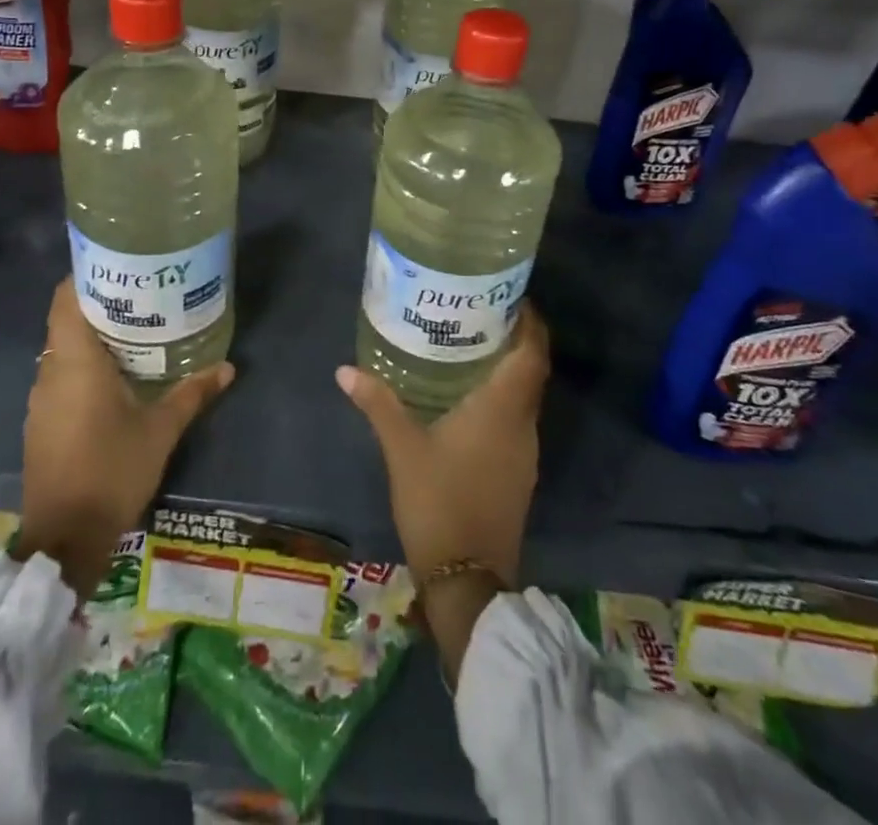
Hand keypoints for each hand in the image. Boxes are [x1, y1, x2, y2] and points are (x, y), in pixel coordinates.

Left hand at [17, 277, 234, 594]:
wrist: (65, 539)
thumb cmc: (112, 471)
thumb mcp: (160, 430)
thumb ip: (192, 393)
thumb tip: (227, 366)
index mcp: (74, 361)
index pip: (65, 298)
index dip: (86, 275)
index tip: (119, 266)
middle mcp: (50, 372)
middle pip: (67, 320)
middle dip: (100, 304)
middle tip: (142, 295)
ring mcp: (41, 399)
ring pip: (63, 350)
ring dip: (92, 337)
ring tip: (135, 329)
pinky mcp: (41, 422)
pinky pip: (61, 377)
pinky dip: (84, 366)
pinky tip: (115, 376)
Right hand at [337, 303, 549, 680]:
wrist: (467, 580)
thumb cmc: (439, 503)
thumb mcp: (402, 449)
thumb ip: (378, 404)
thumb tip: (345, 369)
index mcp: (503, 410)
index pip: (532, 354)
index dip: (529, 322)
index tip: (511, 296)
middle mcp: (523, 425)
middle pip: (530, 371)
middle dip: (513, 339)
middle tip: (479, 312)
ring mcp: (524, 453)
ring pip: (524, 397)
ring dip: (507, 370)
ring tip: (470, 345)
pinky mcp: (518, 473)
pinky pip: (516, 420)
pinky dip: (501, 399)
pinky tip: (469, 398)